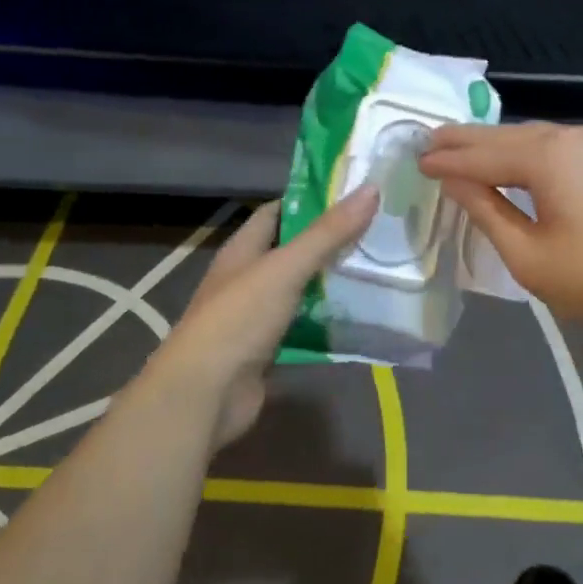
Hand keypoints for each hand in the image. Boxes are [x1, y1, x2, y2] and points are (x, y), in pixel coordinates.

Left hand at [140, 188, 377, 451]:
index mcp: (242, 251)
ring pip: (300, 291)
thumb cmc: (238, 320)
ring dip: (331, 283)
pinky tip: (359, 316)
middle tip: (377, 233)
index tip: (353, 196)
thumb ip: (327, 233)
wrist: (205, 395)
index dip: (310, 201)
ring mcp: (255, 317)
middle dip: (329, 243)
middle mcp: (246, 279)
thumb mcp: (285, 268)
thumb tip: (370, 188)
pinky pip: (303, 327)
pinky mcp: (267, 350)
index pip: (276, 214)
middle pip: (291, 252)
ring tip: (377, 270)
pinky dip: (327, 321)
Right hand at [419, 123, 582, 339]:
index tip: (416, 161)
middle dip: (467, 141)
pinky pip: (564, 146)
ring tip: (467, 149)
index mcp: (547, 157)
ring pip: (537, 138)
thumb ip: (487, 212)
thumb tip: (455, 181)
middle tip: (430, 141)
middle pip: (507, 137)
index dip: (446, 161)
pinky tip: (521, 161)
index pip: (481, 156)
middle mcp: (574, 136)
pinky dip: (533, 152)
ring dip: (500, 145)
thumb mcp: (528, 256)